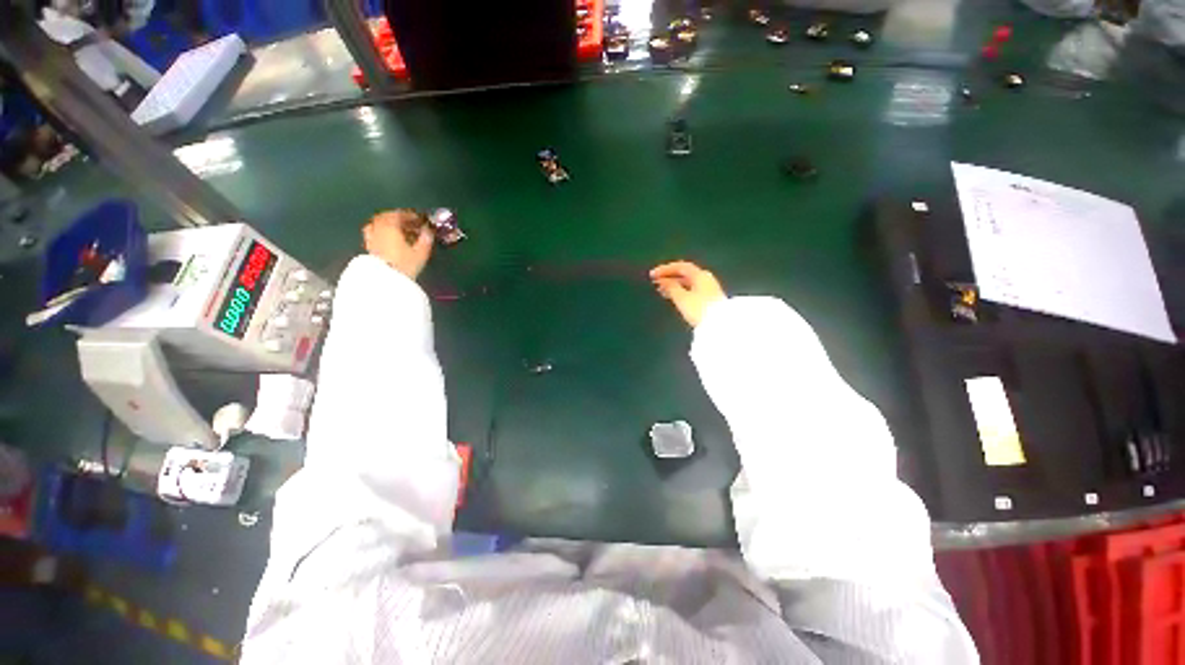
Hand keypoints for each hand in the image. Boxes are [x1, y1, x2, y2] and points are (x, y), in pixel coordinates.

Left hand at [363, 209, 433, 279]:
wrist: (386, 280)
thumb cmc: (405, 264)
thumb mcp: (421, 253)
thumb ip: (425, 239)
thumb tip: (428, 231)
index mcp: (390, 227)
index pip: (398, 215)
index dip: (409, 215)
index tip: (418, 219)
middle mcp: (378, 229)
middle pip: (385, 217)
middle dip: (396, 218)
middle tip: (408, 223)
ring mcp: (371, 238)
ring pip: (377, 225)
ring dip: (387, 224)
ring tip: (397, 231)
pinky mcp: (369, 248)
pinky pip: (373, 234)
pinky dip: (381, 233)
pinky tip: (388, 240)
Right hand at [650, 261, 725, 327]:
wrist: (719, 325)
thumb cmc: (699, 309)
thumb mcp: (682, 298)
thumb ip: (671, 287)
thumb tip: (663, 281)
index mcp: (700, 275)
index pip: (681, 266)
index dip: (665, 269)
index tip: (652, 275)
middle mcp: (705, 279)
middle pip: (685, 274)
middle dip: (669, 277)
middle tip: (655, 281)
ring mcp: (708, 289)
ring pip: (687, 283)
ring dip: (673, 285)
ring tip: (661, 290)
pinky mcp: (709, 299)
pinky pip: (691, 290)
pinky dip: (680, 291)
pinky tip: (673, 297)